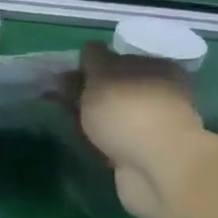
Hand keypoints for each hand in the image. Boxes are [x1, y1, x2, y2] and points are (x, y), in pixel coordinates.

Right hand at [69, 43, 210, 217]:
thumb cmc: (128, 111)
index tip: (65, 74)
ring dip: (91, 116)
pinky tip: (82, 138)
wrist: (156, 168)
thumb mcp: (103, 73)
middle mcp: (160, 93)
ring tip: (65, 118)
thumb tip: (91, 49)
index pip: (119, 58)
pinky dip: (99, 139)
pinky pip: (114, 139)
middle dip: (87, 91)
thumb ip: (94, 58)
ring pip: (113, 114)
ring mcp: (153, 126)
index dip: (91, 64)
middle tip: (58, 96)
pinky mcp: (144, 154)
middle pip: (115, 87)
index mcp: (157, 67)